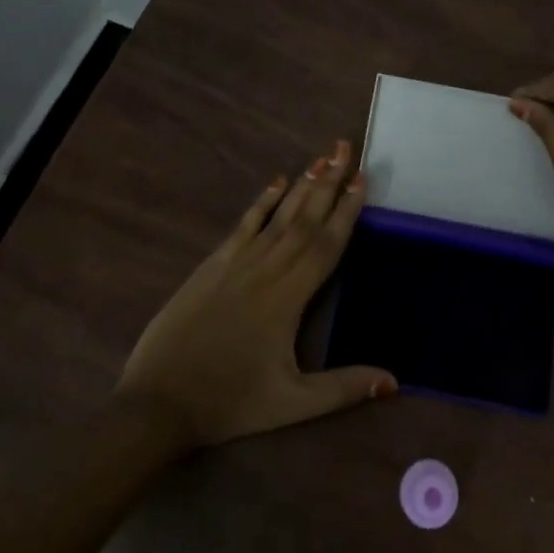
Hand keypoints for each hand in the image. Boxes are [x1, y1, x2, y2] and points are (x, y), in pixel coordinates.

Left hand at [116, 140, 395, 447]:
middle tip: (346, 148)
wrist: (160, 401)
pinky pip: (244, 224)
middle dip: (329, 181)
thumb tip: (394, 382)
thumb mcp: (292, 404)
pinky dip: (262, 200)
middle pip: (305, 218)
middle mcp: (268, 268)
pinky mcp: (213, 265)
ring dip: (302, 185)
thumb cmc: (230, 402)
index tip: (362, 179)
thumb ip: (343, 388)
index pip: (326, 244)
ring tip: (322, 157)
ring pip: (278, 215)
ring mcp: (238, 262)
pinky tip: (275, 181)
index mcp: (290, 297)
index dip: (347, 210)